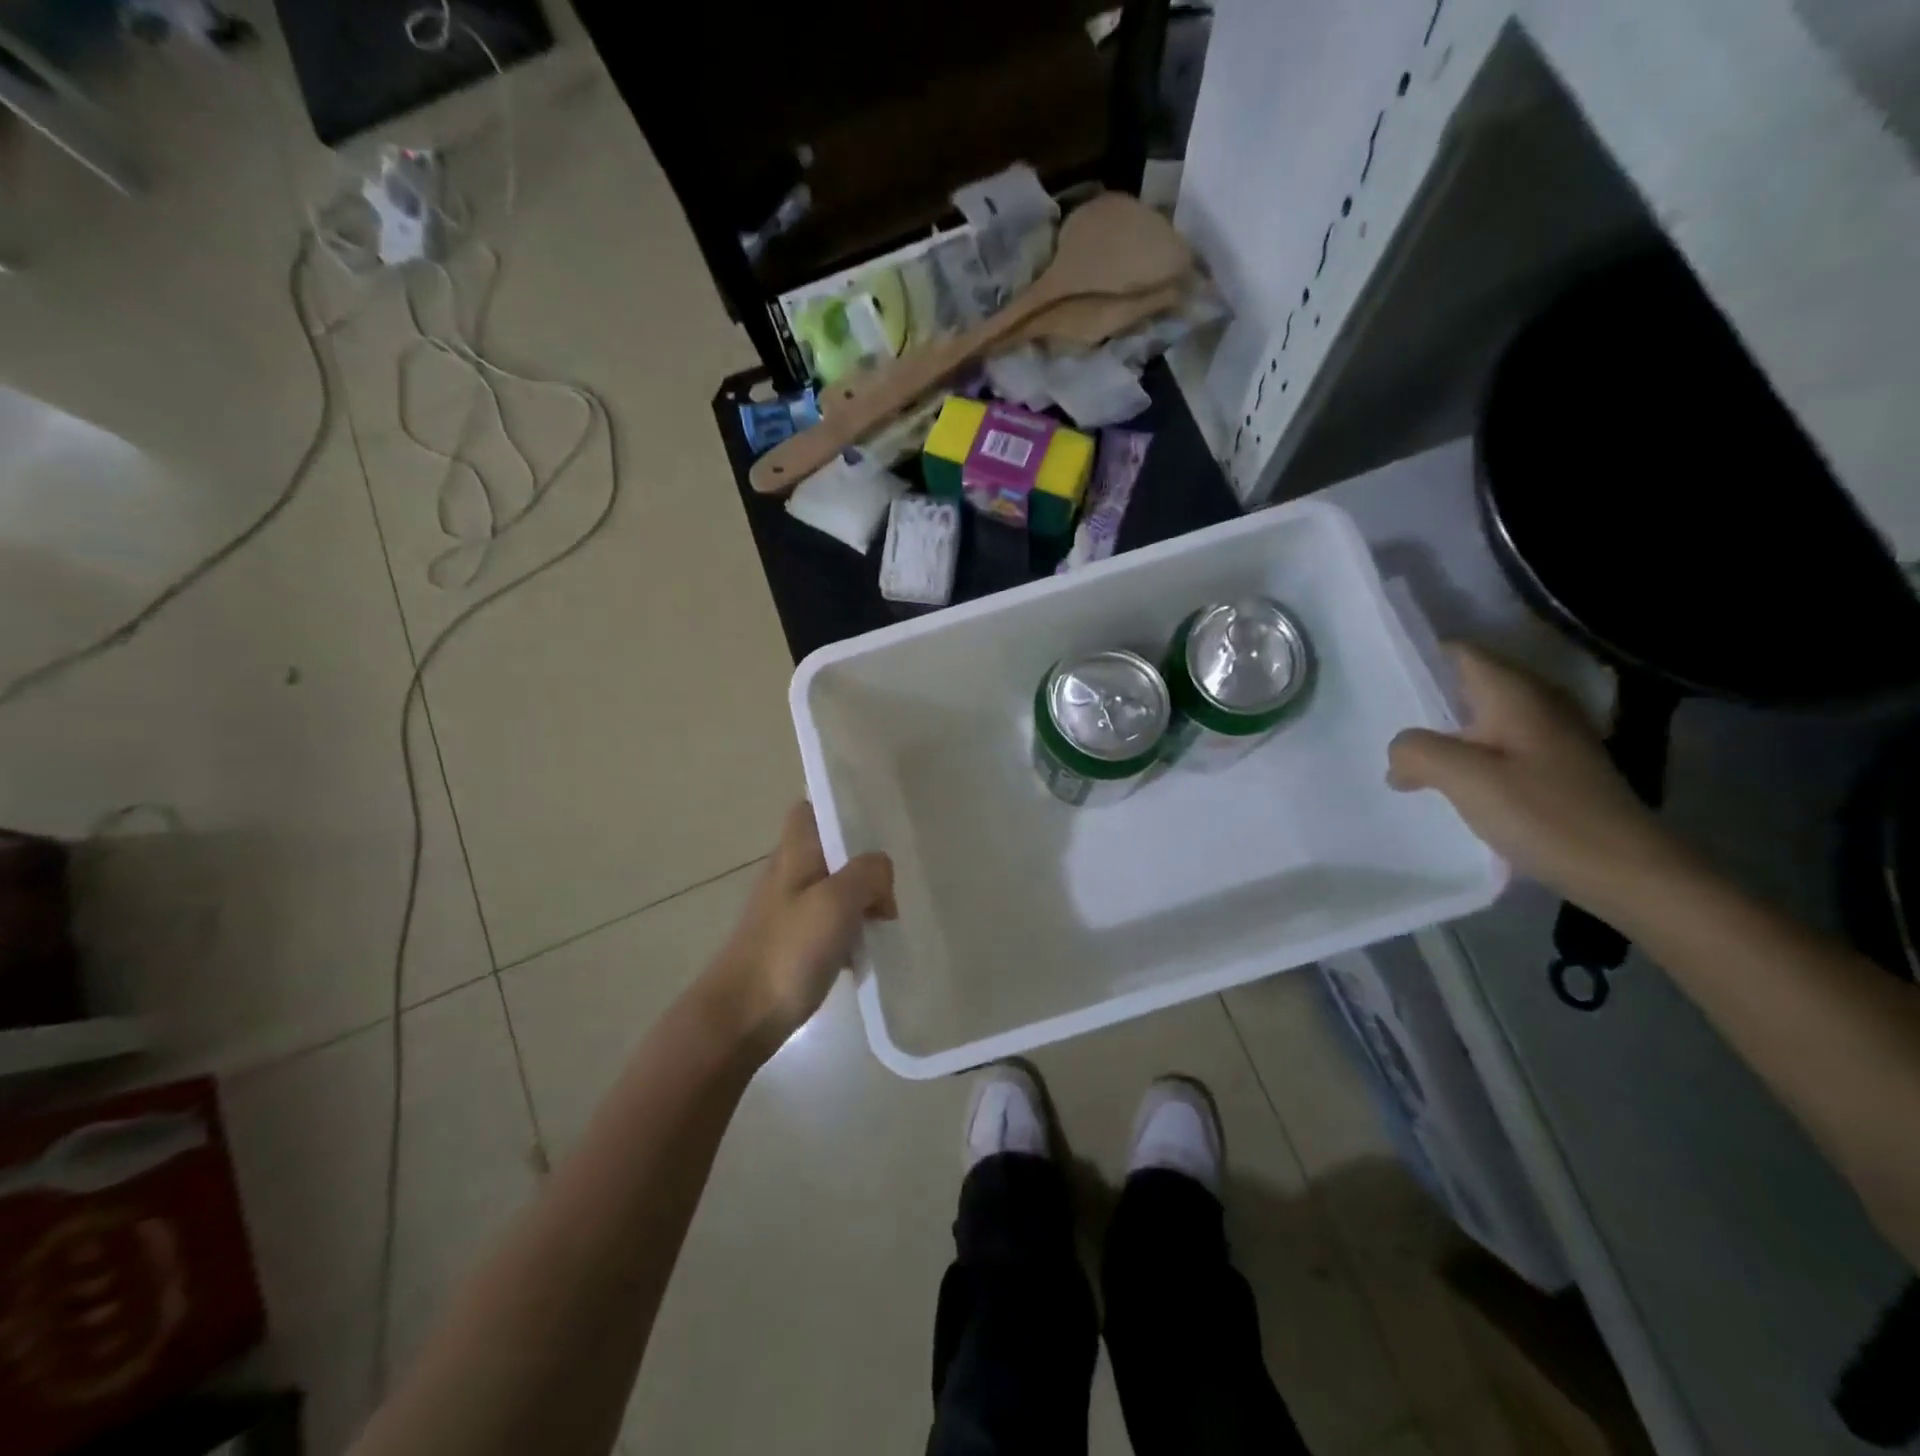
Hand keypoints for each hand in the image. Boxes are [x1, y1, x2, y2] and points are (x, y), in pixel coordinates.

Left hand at [709, 802, 895, 1055]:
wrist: (741, 1018)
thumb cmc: (788, 951)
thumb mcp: (836, 901)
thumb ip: (867, 873)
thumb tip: (881, 874)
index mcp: (793, 854)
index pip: (809, 809)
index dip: (838, 807)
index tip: (873, 821)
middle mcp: (788, 875)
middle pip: (830, 851)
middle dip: (863, 861)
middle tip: (891, 883)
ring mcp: (789, 911)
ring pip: (834, 888)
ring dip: (861, 898)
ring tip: (887, 917)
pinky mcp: (793, 944)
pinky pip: (831, 923)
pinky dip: (851, 929)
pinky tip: (868, 948)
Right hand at [1387, 645, 1678, 898]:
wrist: (1627, 872)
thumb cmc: (1545, 815)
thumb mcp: (1465, 779)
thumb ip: (1417, 752)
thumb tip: (1400, 754)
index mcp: (1517, 694)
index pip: (1460, 652)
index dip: (1420, 658)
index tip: (1380, 677)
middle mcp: (1538, 703)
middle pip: (1470, 684)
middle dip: (1428, 697)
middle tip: (1381, 717)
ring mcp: (1553, 735)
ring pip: (1484, 717)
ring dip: (1447, 731)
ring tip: (1407, 754)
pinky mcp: (1557, 767)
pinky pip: (1500, 744)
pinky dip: (1470, 754)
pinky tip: (1451, 782)